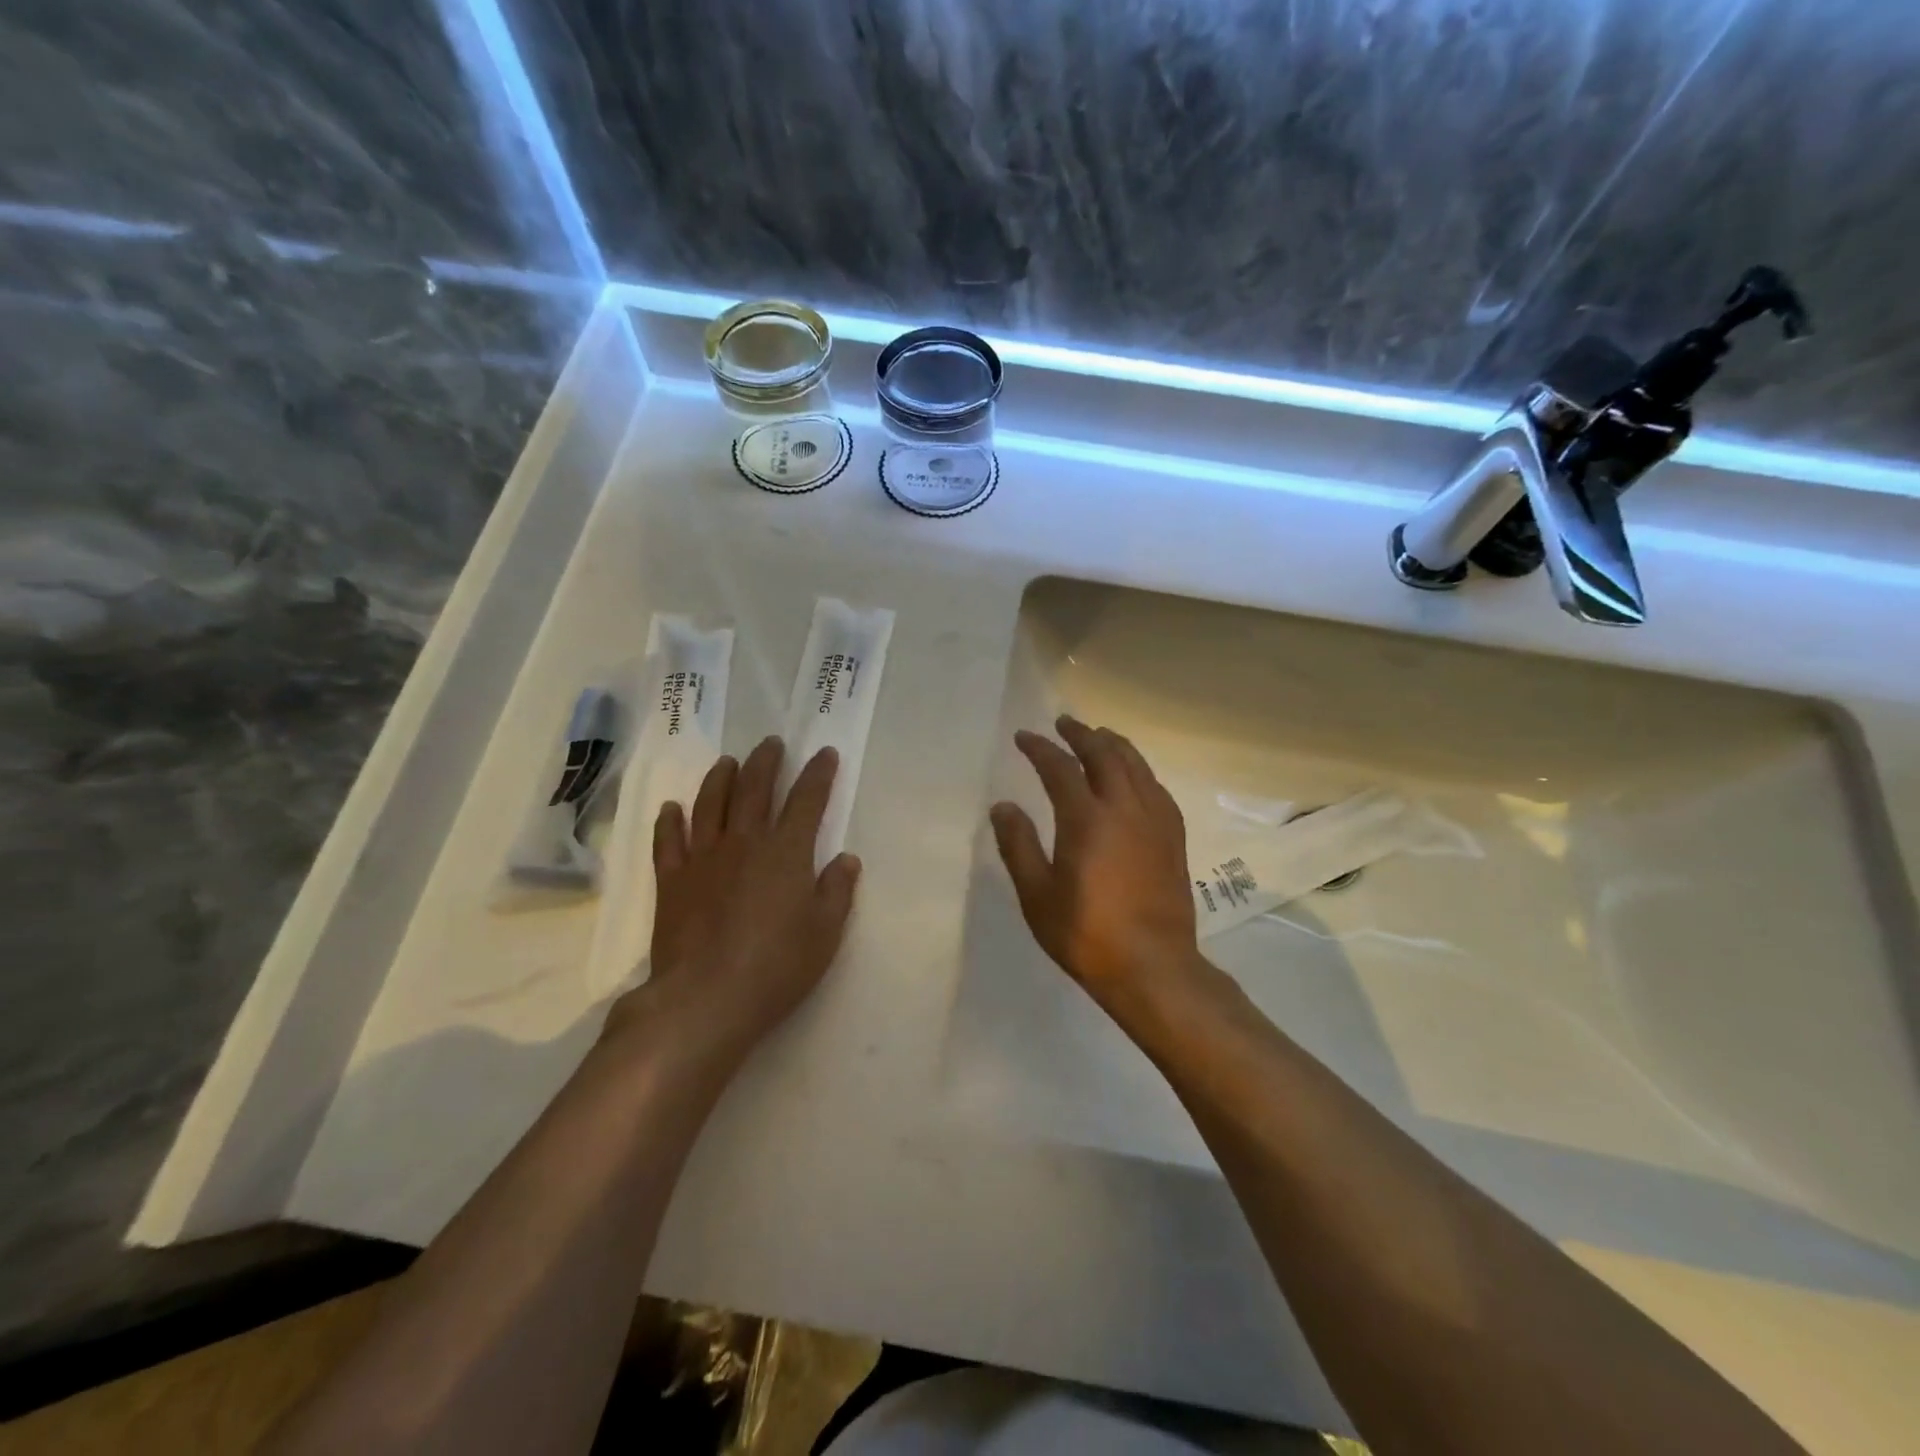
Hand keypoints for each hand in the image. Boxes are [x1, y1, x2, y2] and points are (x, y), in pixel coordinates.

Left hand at [605, 736, 861, 1063]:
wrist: (706, 998)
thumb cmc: (777, 966)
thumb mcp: (826, 932)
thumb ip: (837, 890)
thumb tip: (846, 859)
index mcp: (786, 852)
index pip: (807, 800)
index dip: (818, 774)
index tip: (825, 754)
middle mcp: (744, 843)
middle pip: (754, 789)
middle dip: (766, 762)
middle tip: (771, 743)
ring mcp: (703, 859)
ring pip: (710, 804)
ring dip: (719, 779)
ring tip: (727, 762)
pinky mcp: (672, 881)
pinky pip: (668, 841)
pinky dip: (670, 821)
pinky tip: (671, 809)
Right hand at [990, 715, 1200, 1008]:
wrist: (1152, 966)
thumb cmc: (1086, 934)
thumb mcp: (1037, 895)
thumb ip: (1018, 845)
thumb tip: (1003, 806)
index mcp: (1086, 819)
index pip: (1060, 767)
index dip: (1040, 748)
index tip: (1024, 737)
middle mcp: (1124, 808)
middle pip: (1104, 754)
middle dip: (1081, 734)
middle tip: (1064, 723)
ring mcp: (1155, 820)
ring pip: (1136, 765)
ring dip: (1114, 744)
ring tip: (1099, 736)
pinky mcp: (1174, 837)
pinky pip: (1156, 787)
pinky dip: (1140, 770)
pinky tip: (1135, 776)